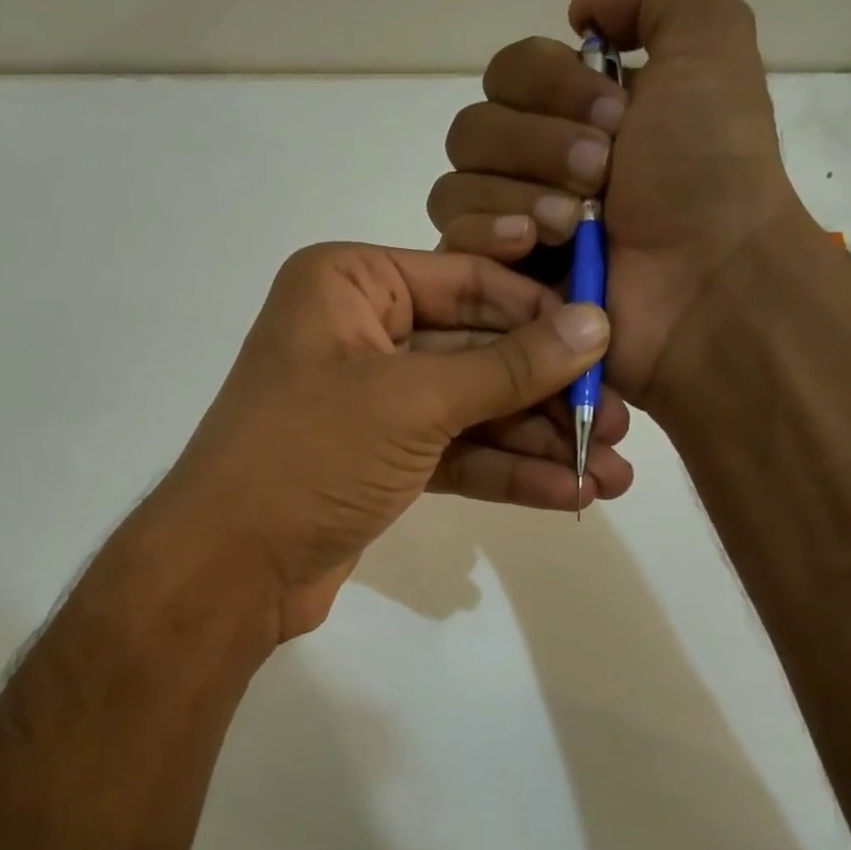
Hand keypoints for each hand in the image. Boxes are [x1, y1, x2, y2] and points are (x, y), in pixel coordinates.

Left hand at [156, 242, 629, 640]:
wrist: (230, 568)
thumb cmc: (310, 455)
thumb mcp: (413, 400)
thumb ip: (507, 366)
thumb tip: (595, 326)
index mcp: (350, 284)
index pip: (468, 282)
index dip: (542, 312)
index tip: (612, 340)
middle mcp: (360, 332)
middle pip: (477, 349)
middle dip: (548, 392)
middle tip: (620, 423)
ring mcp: (371, 402)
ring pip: (471, 409)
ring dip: (538, 442)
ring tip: (611, 473)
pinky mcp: (381, 460)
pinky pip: (455, 453)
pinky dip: (506, 473)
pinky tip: (567, 493)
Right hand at [426, 0, 830, 407]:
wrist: (705, 283)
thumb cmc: (708, 171)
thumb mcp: (711, 44)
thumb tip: (581, 11)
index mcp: (575, 112)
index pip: (507, 72)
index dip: (549, 86)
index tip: (616, 116)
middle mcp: (533, 164)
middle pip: (471, 128)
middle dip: (537, 145)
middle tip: (602, 174)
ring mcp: (511, 226)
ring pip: (454, 184)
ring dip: (516, 192)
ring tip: (575, 224)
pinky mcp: (496, 281)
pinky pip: (451, 241)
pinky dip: (488, 235)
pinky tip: (535, 248)